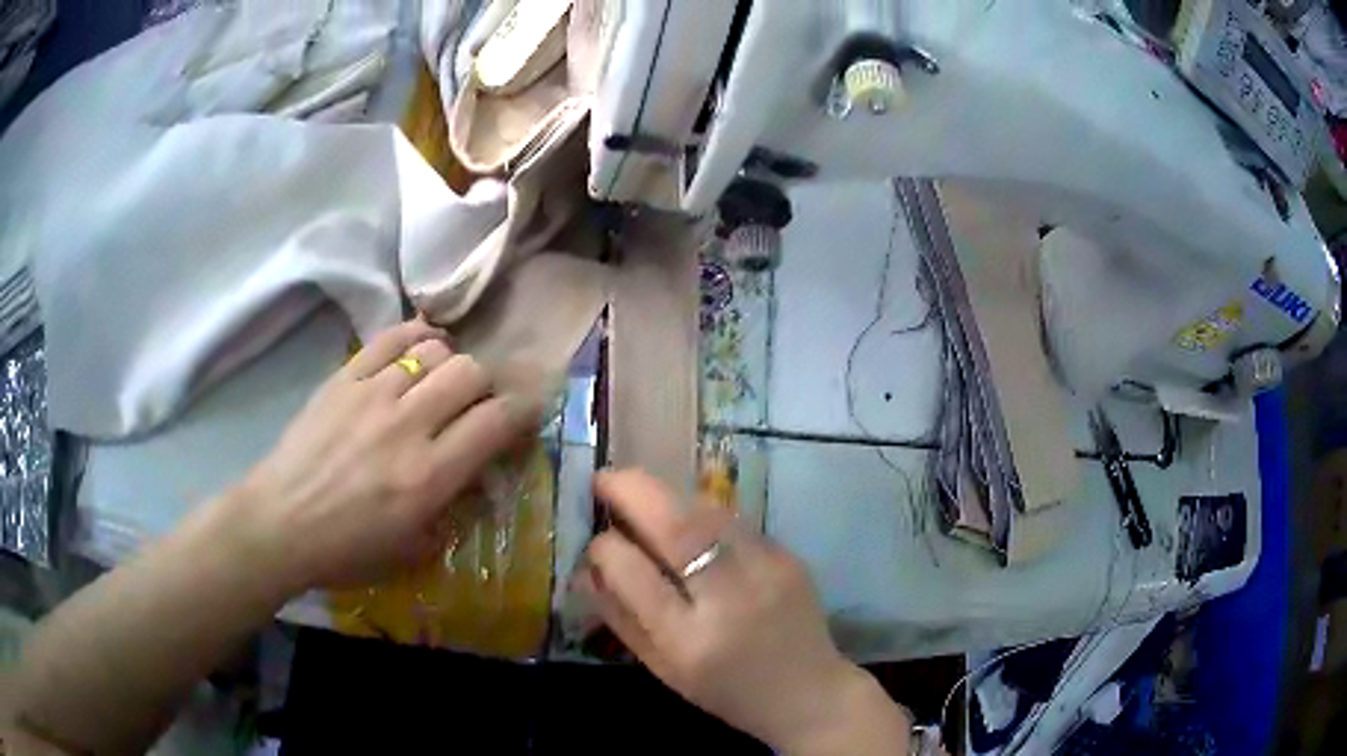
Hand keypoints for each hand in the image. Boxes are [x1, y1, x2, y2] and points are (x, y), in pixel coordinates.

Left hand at [230, 319, 540, 592]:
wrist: (279, 524)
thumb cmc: (346, 551)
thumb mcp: (412, 551)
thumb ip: (453, 511)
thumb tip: (478, 477)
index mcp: (429, 476)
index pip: (496, 421)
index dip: (522, 411)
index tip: (524, 415)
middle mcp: (407, 425)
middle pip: (471, 373)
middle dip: (487, 385)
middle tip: (479, 403)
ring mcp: (372, 393)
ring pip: (435, 351)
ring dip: (451, 365)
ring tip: (444, 382)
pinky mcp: (343, 377)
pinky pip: (390, 339)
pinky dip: (415, 336)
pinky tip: (421, 347)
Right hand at [576, 470, 910, 753]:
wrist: (808, 693)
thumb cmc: (726, 691)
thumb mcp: (664, 669)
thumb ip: (621, 618)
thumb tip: (584, 569)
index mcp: (690, 641)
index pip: (635, 575)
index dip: (606, 548)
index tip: (594, 539)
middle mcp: (730, 600)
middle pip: (677, 528)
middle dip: (632, 491)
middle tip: (603, 478)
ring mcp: (767, 571)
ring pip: (708, 513)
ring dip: (666, 493)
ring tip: (637, 490)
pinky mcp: (789, 556)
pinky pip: (734, 522)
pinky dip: (699, 511)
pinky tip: (684, 515)